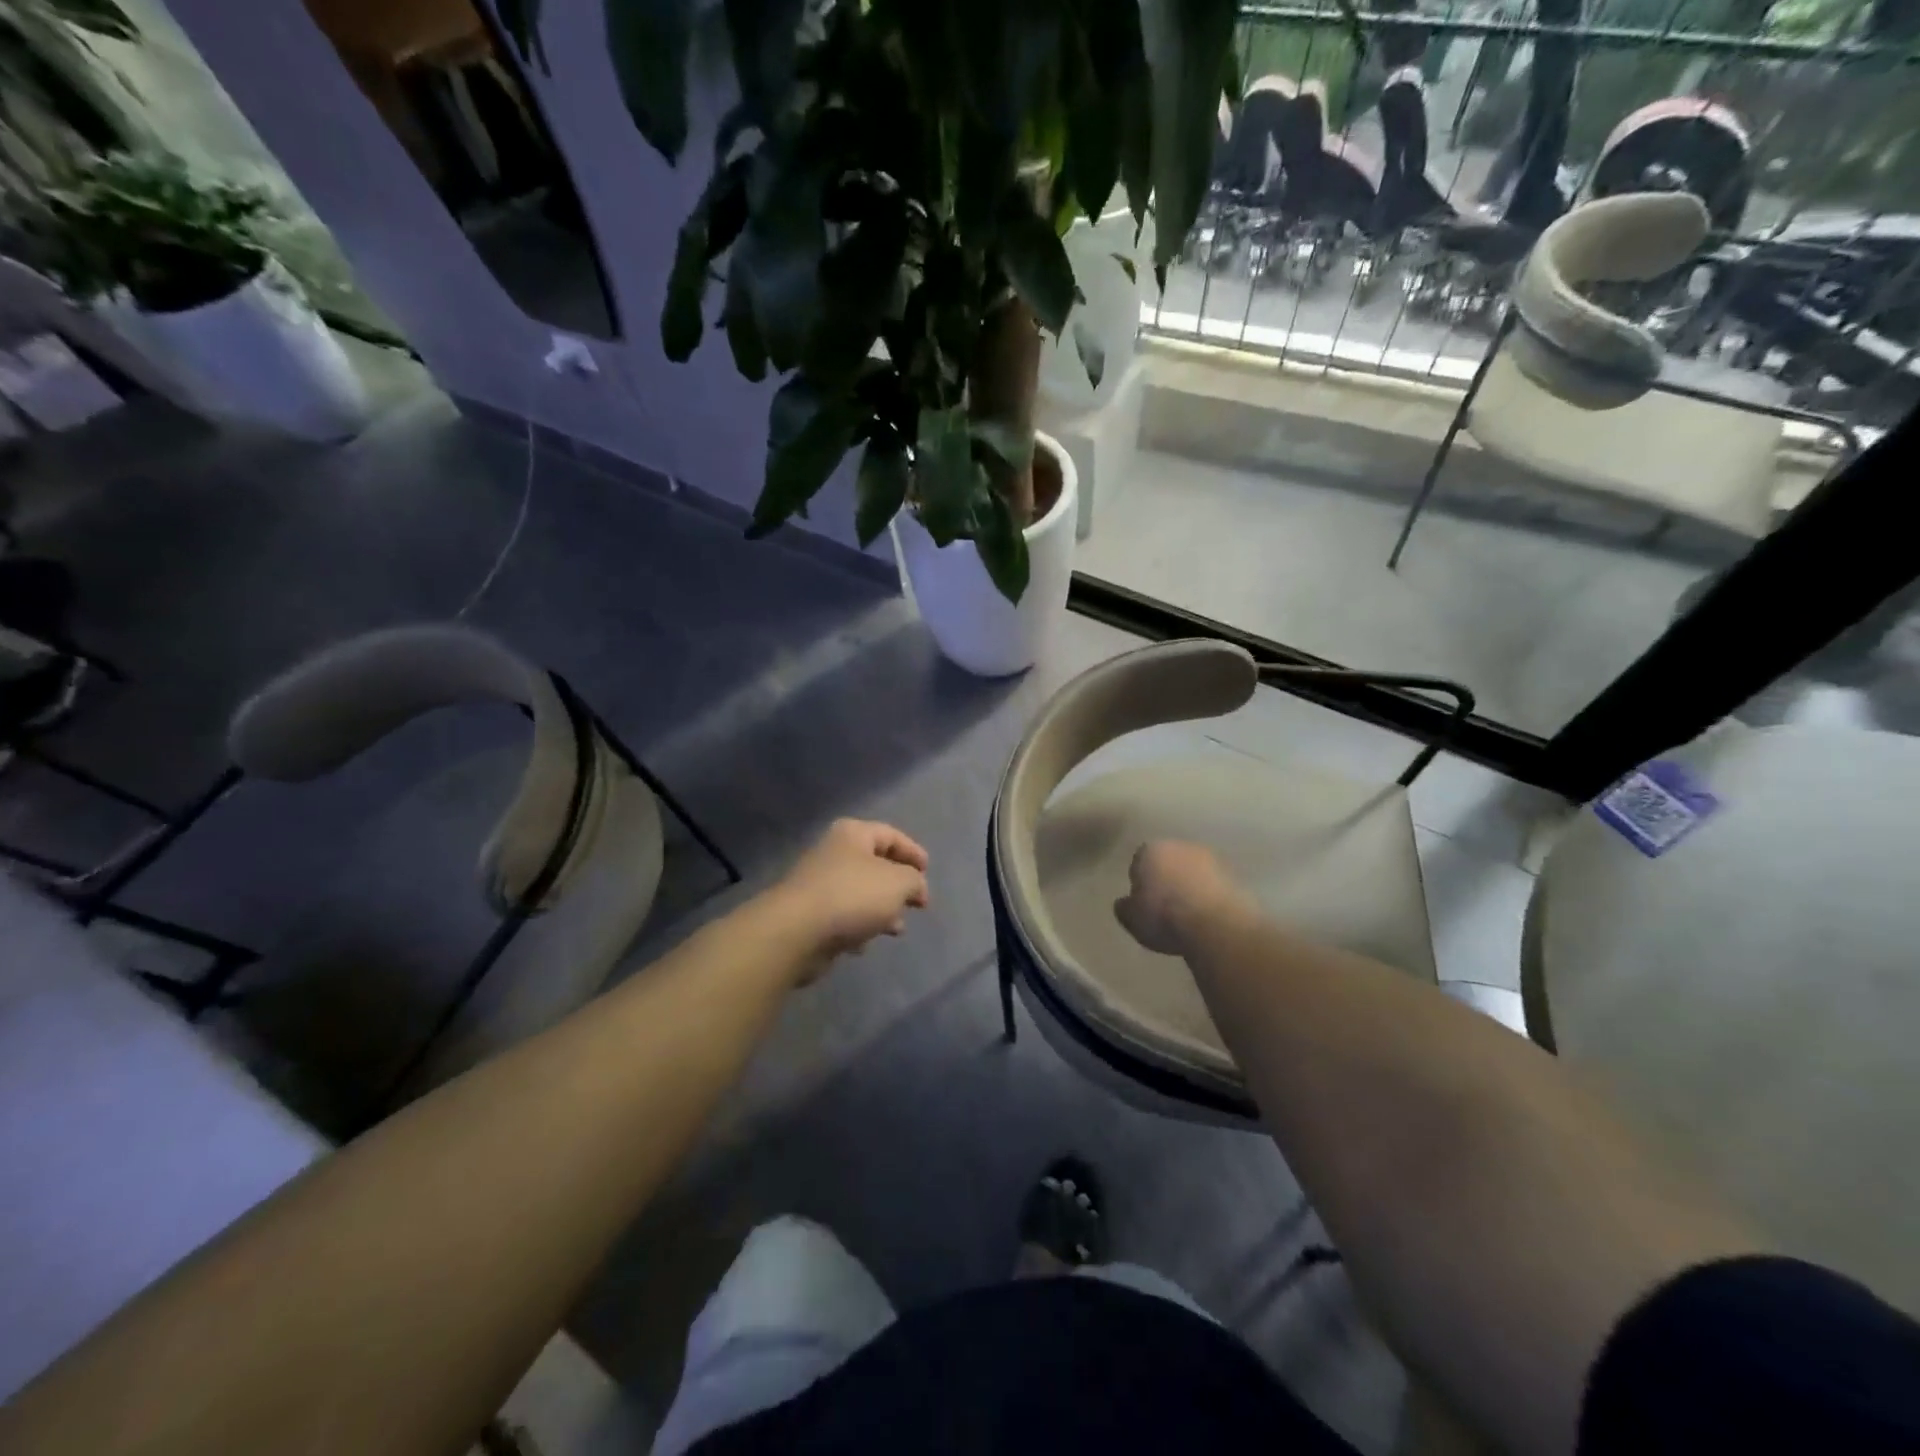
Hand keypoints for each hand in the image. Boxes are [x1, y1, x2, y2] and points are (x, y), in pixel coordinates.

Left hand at [770, 819, 930, 978]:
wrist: (796, 932)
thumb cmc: (852, 896)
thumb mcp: (898, 883)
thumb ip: (914, 881)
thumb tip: (914, 887)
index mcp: (853, 834)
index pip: (891, 835)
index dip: (913, 852)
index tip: (928, 873)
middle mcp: (834, 853)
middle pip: (875, 865)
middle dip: (898, 885)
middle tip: (916, 904)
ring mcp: (819, 884)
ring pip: (860, 893)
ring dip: (881, 910)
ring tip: (897, 929)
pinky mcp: (810, 914)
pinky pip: (843, 917)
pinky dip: (858, 927)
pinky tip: (864, 944)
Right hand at [1114, 840, 1255, 955]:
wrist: (1218, 925)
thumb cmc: (1165, 916)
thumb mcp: (1131, 919)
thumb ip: (1125, 908)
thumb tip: (1126, 903)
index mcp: (1151, 850)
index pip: (1139, 861)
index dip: (1141, 882)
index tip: (1144, 903)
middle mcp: (1182, 846)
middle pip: (1170, 862)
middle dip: (1168, 879)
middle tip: (1167, 908)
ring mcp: (1213, 858)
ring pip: (1195, 872)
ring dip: (1192, 887)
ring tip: (1191, 916)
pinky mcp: (1237, 875)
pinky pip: (1216, 886)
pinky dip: (1212, 897)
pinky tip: (1210, 918)